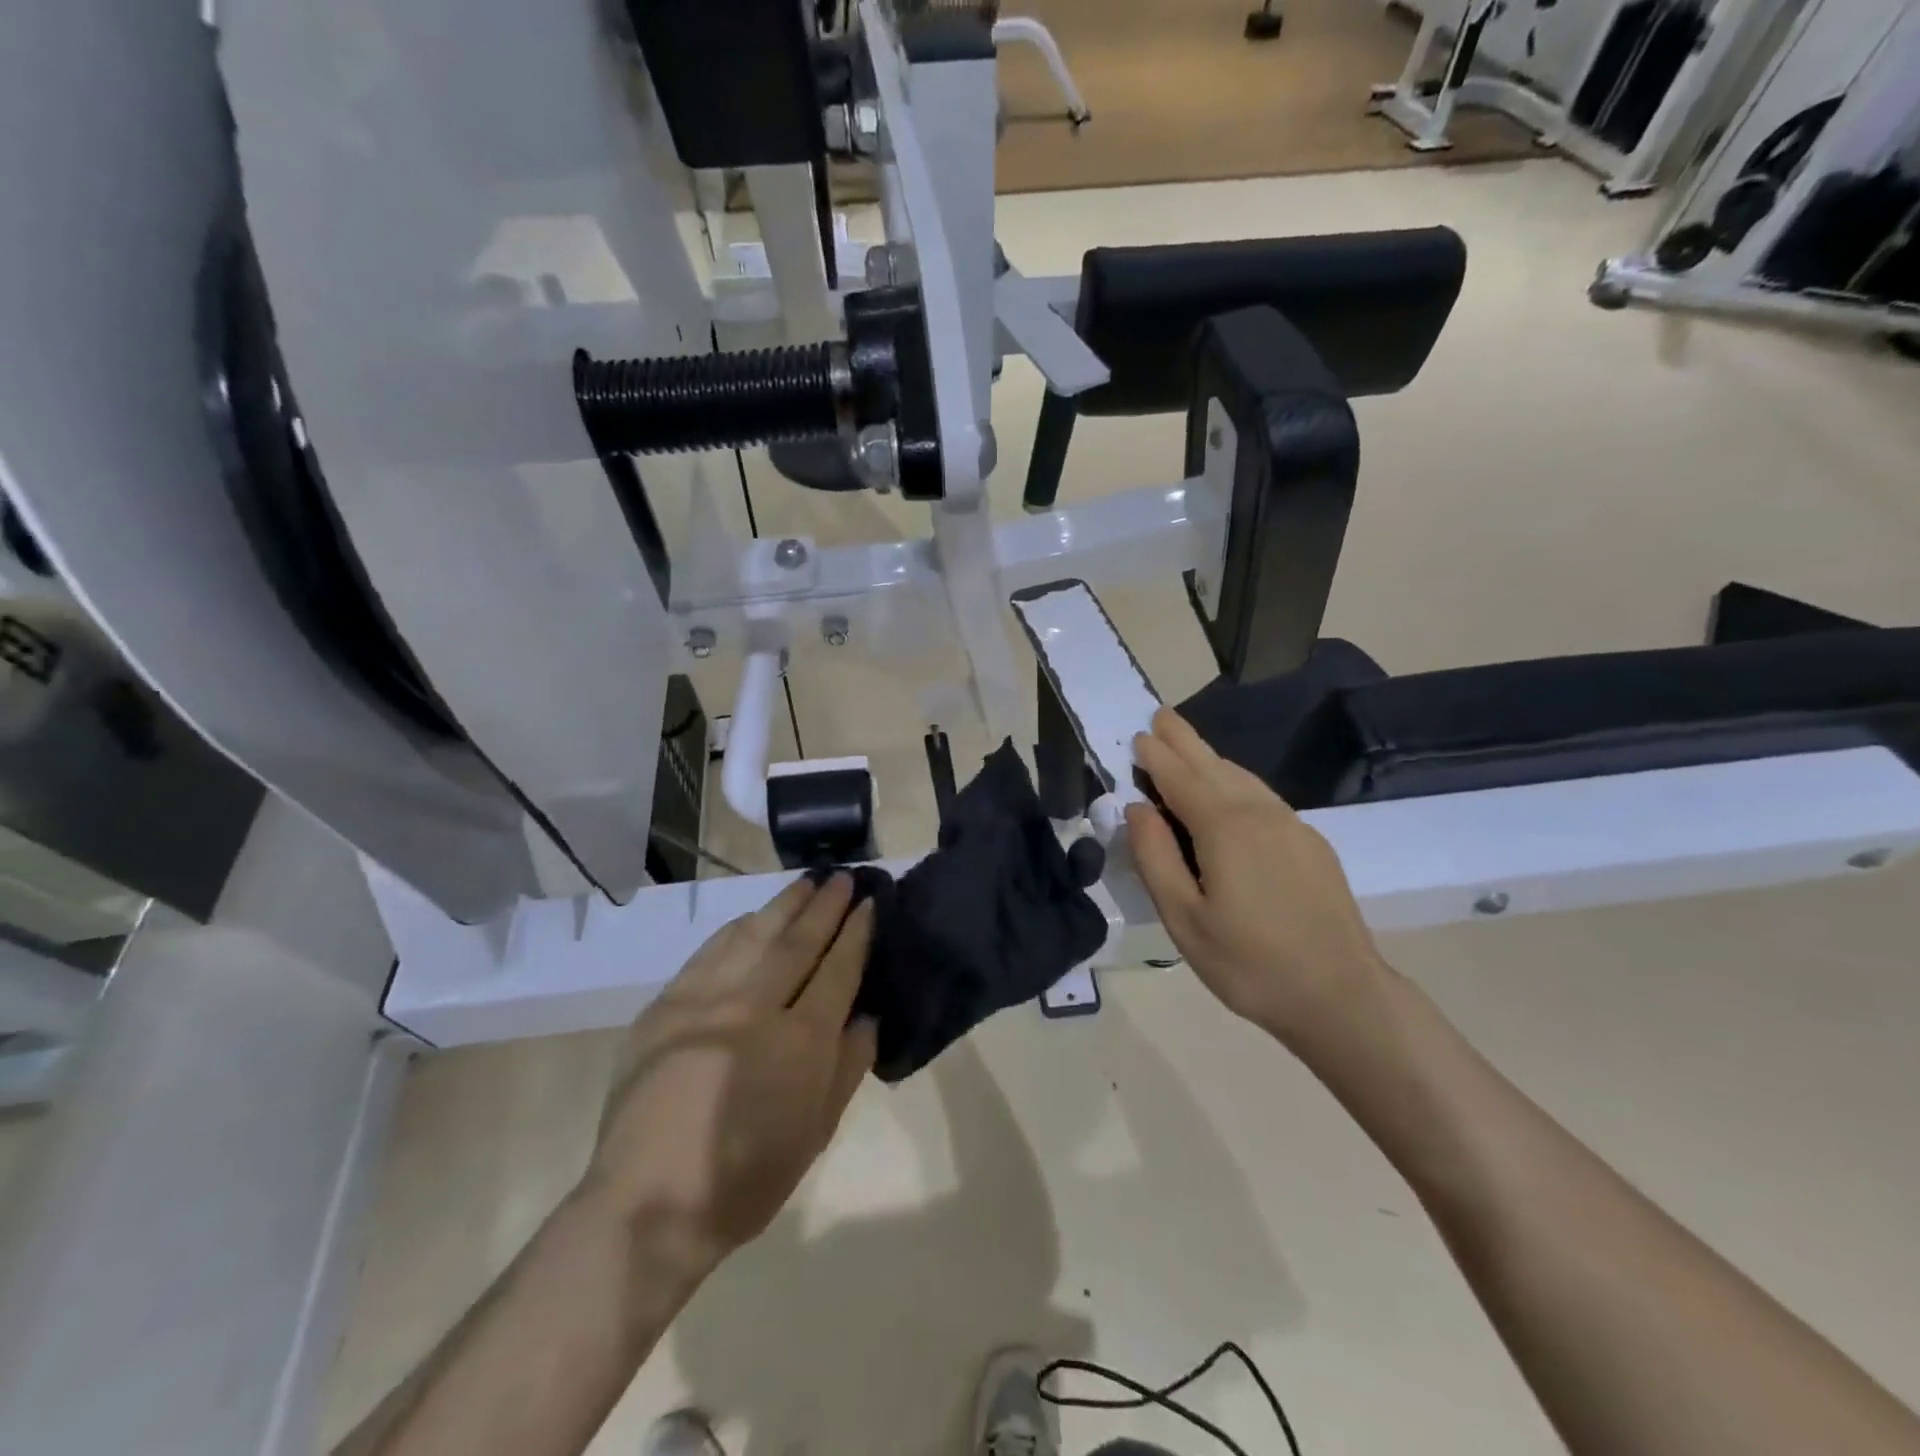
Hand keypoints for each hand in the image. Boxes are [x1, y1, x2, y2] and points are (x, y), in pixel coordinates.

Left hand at [583, 874, 876, 1275]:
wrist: (649, 1204)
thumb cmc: (746, 1180)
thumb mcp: (816, 1133)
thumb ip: (848, 1067)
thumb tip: (867, 1015)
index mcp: (801, 1042)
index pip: (838, 970)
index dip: (857, 934)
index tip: (870, 904)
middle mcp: (756, 1008)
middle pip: (799, 942)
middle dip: (826, 906)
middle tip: (844, 877)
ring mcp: (707, 1001)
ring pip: (755, 936)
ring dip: (785, 906)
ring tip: (807, 883)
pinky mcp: (667, 1005)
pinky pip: (709, 953)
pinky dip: (736, 929)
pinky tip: (752, 917)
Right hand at [1125, 708, 1387, 1052]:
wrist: (1341, 996)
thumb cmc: (1249, 963)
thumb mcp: (1184, 919)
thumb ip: (1156, 857)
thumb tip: (1138, 808)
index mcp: (1225, 828)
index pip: (1181, 778)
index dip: (1156, 756)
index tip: (1138, 736)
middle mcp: (1260, 813)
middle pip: (1214, 765)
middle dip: (1184, 740)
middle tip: (1161, 715)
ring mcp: (1292, 825)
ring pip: (1242, 778)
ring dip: (1210, 759)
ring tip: (1187, 748)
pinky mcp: (1310, 843)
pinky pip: (1262, 797)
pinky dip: (1235, 782)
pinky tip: (1228, 791)